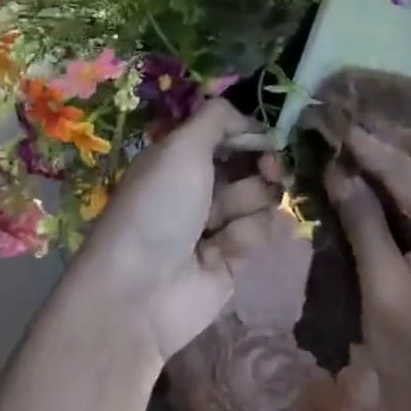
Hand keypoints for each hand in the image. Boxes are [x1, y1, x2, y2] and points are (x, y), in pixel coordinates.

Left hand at [80, 100, 294, 364]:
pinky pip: (262, 232)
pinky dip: (257, 232)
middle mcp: (199, 187)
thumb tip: (248, 117)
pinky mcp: (233, 259)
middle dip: (264, 165)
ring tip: (230, 222)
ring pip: (260, 198)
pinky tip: (244, 240)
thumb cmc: (158, 207)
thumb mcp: (182, 147)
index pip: (228, 134)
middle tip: (270, 171)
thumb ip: (217, 118)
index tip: (268, 136)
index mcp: (181, 158)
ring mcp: (217, 224)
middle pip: (251, 164)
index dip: (251, 132)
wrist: (140, 293)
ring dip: (254, 202)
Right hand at [327, 126, 410, 410]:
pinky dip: (406, 184)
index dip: (363, 143)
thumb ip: (362, 225)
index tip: (327, 120)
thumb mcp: (382, 293)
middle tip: (340, 141)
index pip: (403, 165)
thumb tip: (340, 173)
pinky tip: (373, 193)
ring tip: (350, 160)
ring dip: (396, 159)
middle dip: (387, 141)